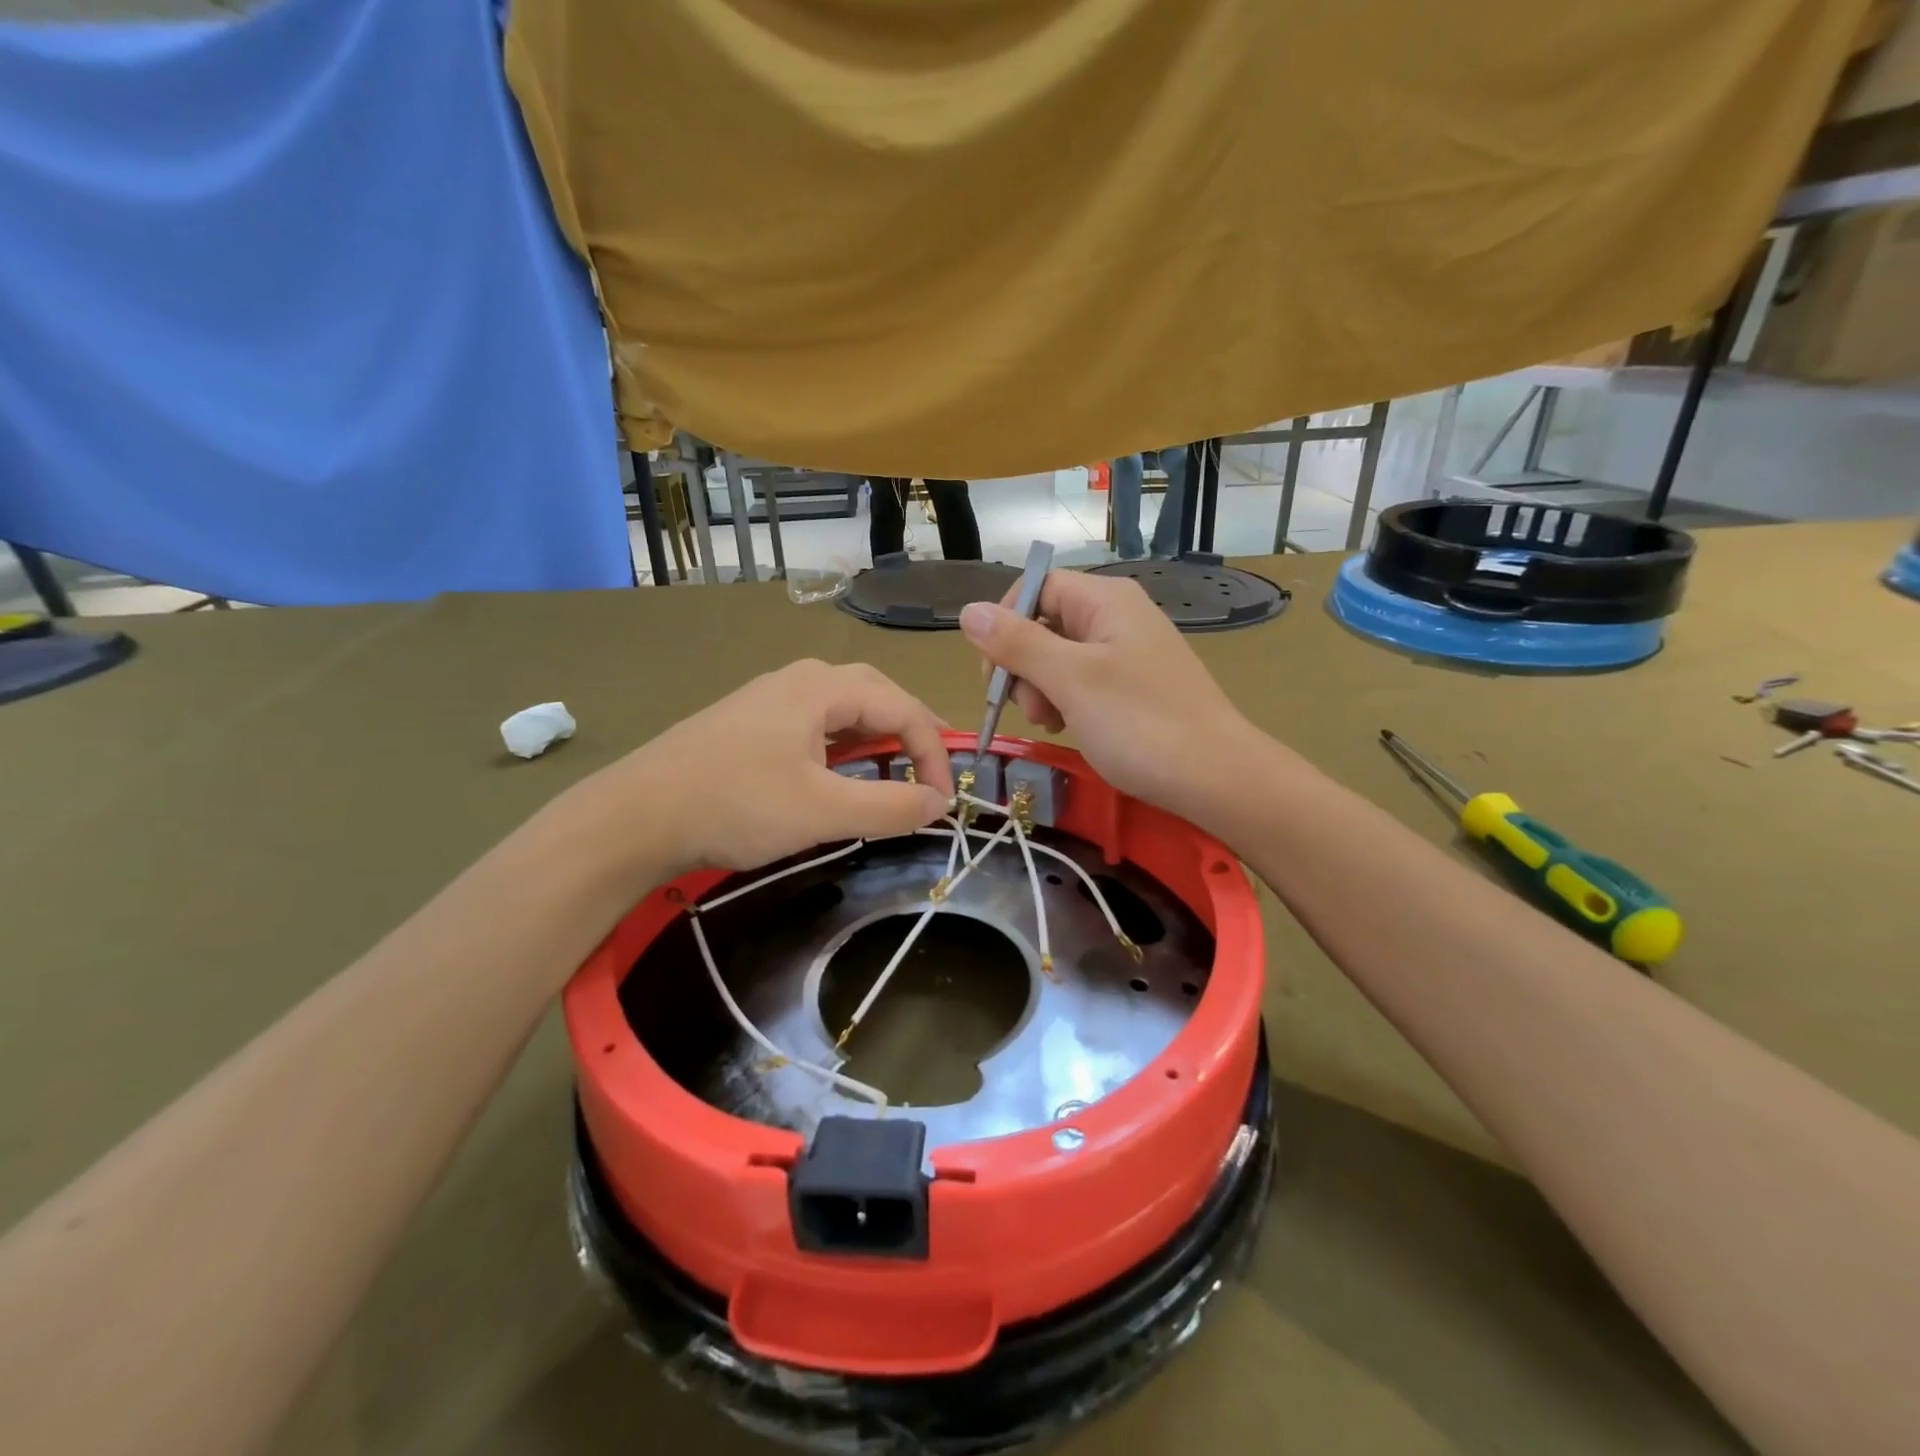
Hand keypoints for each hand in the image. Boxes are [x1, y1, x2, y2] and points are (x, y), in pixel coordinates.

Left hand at [589, 660, 952, 876]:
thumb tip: (940, 803)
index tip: (944, 801)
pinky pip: (816, 722)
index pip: (903, 707)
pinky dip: (844, 744)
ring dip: (878, 735)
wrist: (635, 815)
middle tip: (934, 769)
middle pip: (876, 694)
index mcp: (822, 687)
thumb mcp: (822, 812)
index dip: (934, 753)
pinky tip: (840, 770)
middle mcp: (799, 679)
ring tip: (898, 767)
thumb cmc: (735, 805)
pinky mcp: (750, 721)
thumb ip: (889, 807)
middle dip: (912, 731)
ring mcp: (770, 697)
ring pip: (844, 707)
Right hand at [959, 573, 1258, 820]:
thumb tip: (968, 610)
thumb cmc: (1141, 724)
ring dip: (1042, 688)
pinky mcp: (1135, 686)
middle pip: (1045, 622)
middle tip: (1031, 708)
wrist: (1217, 779)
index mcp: (1106, 600)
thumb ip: (1017, 643)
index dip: (1005, 622)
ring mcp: (1129, 653)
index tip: (993, 671)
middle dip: (1023, 664)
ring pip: (1060, 657)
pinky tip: (1071, 728)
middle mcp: (1118, 616)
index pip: (1036, 586)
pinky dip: (1067, 702)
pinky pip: (1084, 681)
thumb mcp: (1070, 680)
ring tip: (1054, 723)